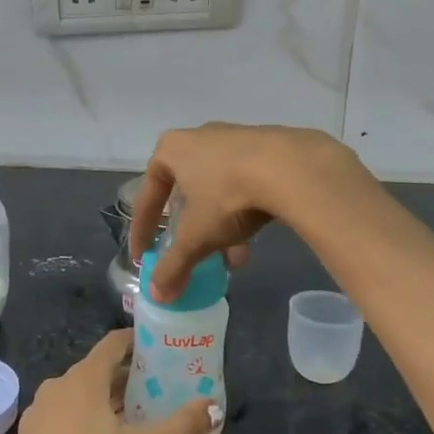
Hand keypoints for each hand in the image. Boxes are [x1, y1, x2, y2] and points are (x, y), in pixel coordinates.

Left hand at [0, 330, 214, 433]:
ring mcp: (39, 413)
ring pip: (80, 394)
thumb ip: (180, 426)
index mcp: (83, 379)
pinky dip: (86, 417)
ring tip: (137, 416)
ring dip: (107, 399)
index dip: (138, 341)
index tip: (162, 349)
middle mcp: (57, 386)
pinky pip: (65, 415)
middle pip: (98, 369)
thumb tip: (214, 407)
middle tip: (159, 387)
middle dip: (128, 376)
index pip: (113, 343)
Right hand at [130, 124, 358, 303]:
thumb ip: (174, 266)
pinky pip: (245, 184)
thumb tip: (157, 295)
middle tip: (193, 254)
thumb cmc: (227, 195)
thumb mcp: (196, 237)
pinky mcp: (266, 147)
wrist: (291, 167)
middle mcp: (199, 137)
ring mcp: (235, 139)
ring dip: (220, 227)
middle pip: (186, 193)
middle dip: (191, 231)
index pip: (148, 197)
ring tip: (232, 260)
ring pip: (218, 191)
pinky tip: (253, 240)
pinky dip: (243, 212)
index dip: (142, 231)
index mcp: (171, 150)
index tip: (142, 257)